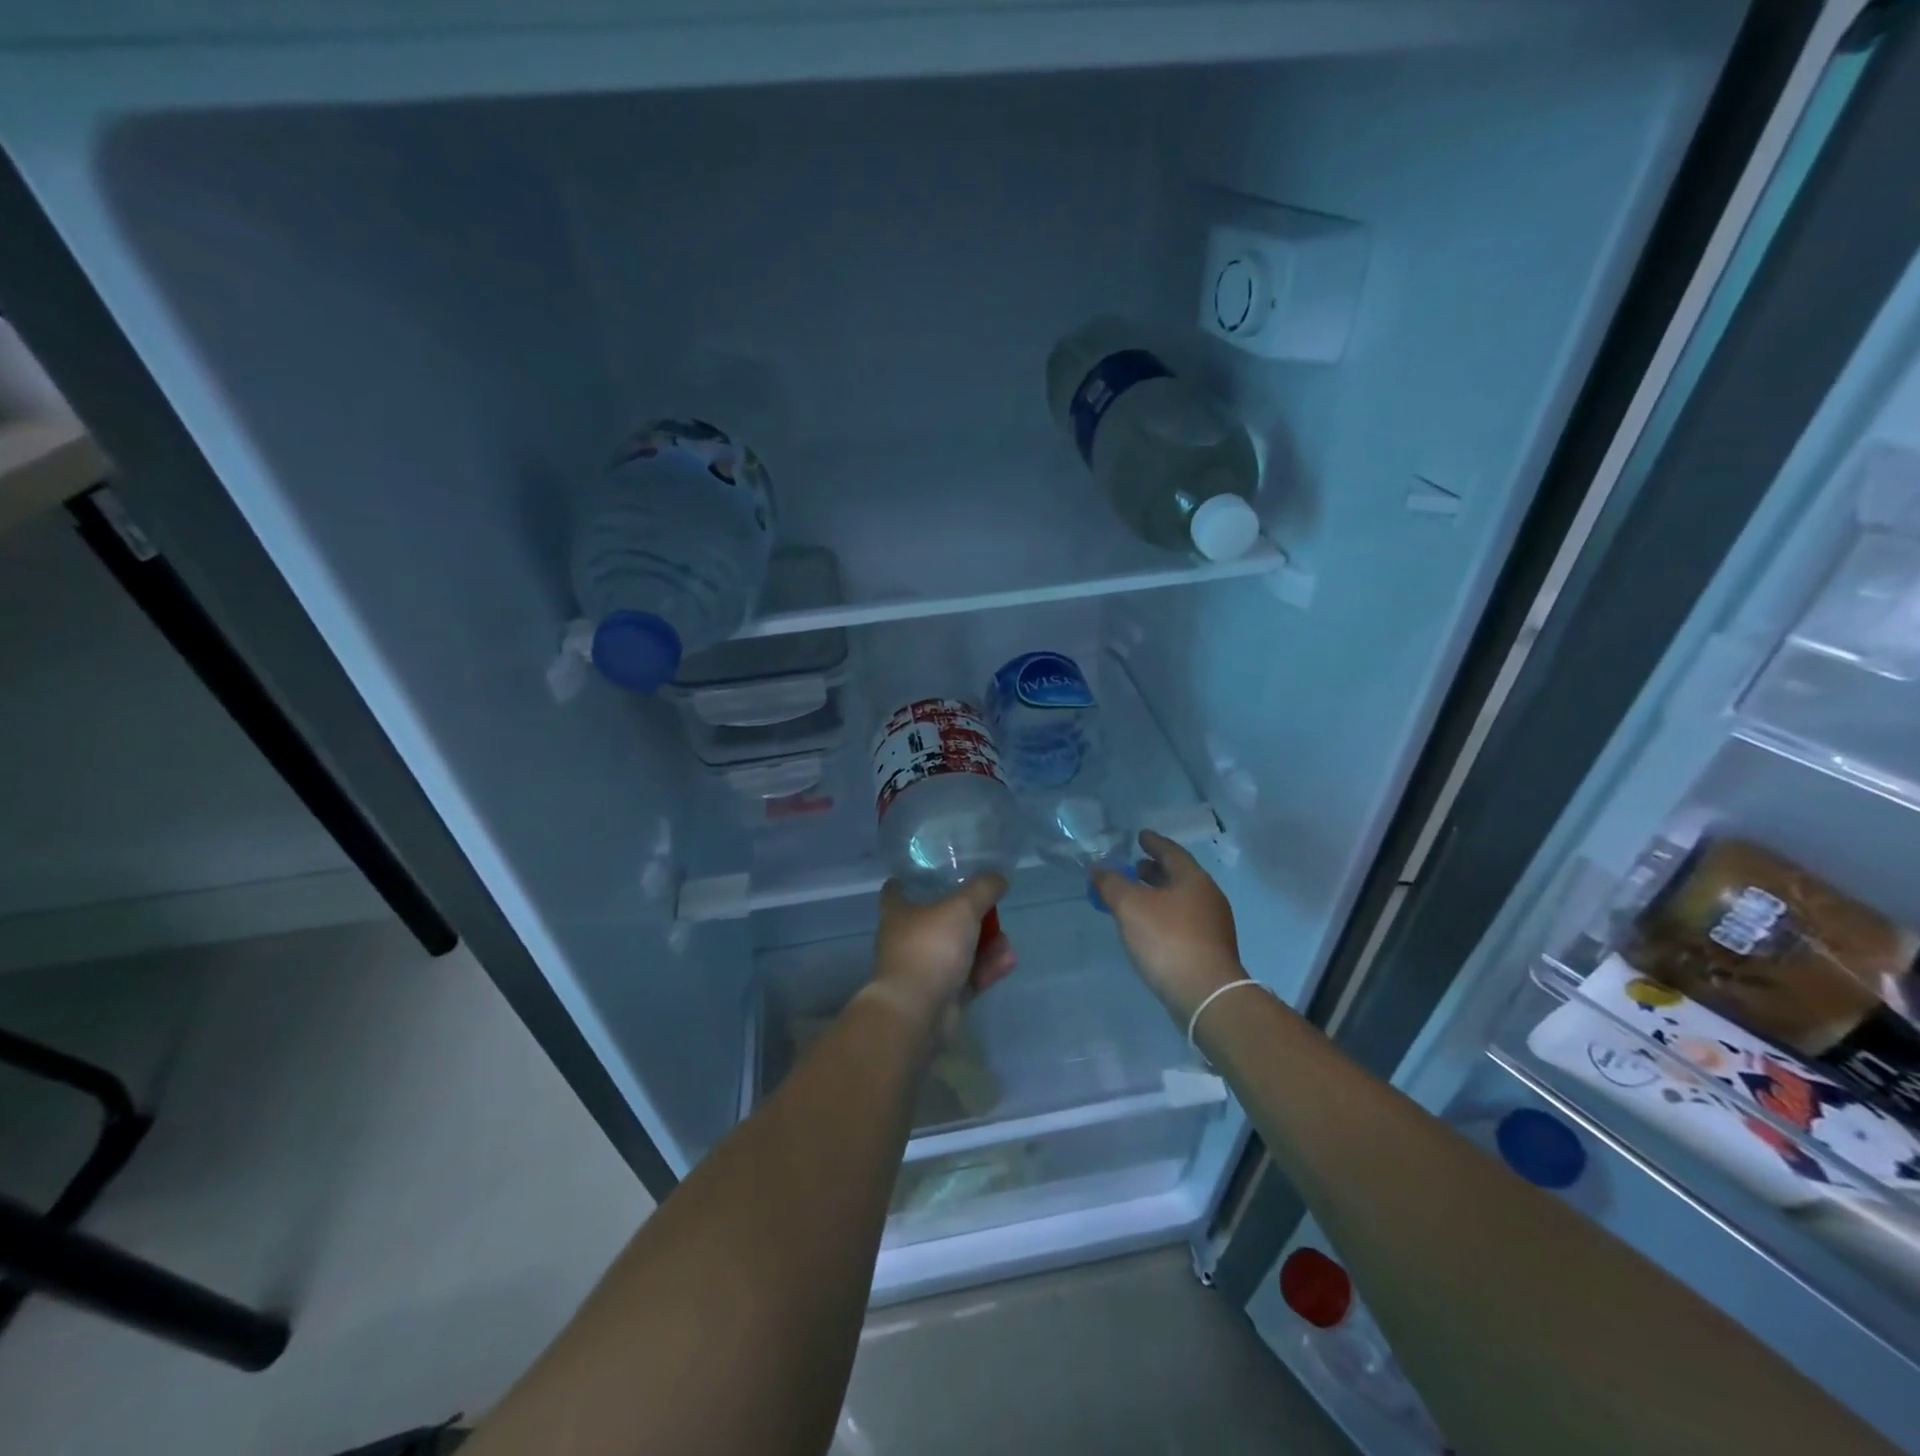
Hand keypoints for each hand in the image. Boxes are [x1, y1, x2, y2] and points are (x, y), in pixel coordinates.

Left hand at [869, 874, 1015, 1034]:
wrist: (917, 1012)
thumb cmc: (930, 948)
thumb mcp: (962, 908)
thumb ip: (983, 888)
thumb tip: (998, 876)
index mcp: (899, 912)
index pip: (897, 889)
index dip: (914, 879)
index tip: (935, 872)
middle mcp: (906, 939)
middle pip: (938, 920)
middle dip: (969, 916)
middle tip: (991, 911)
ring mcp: (923, 969)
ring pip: (958, 950)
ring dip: (985, 945)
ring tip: (1006, 943)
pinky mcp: (940, 995)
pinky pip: (967, 976)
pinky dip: (986, 968)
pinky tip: (1007, 962)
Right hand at [1092, 830, 1242, 1022]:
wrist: (1205, 995)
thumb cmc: (1168, 939)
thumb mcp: (1130, 906)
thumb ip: (1111, 884)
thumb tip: (1098, 869)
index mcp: (1193, 879)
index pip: (1172, 852)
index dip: (1154, 843)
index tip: (1141, 836)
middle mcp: (1208, 898)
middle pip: (1179, 876)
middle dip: (1156, 870)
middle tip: (1135, 867)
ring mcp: (1213, 926)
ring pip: (1181, 900)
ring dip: (1159, 894)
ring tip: (1136, 897)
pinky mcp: (1209, 951)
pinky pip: (1183, 922)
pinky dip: (1164, 916)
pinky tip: (1148, 927)